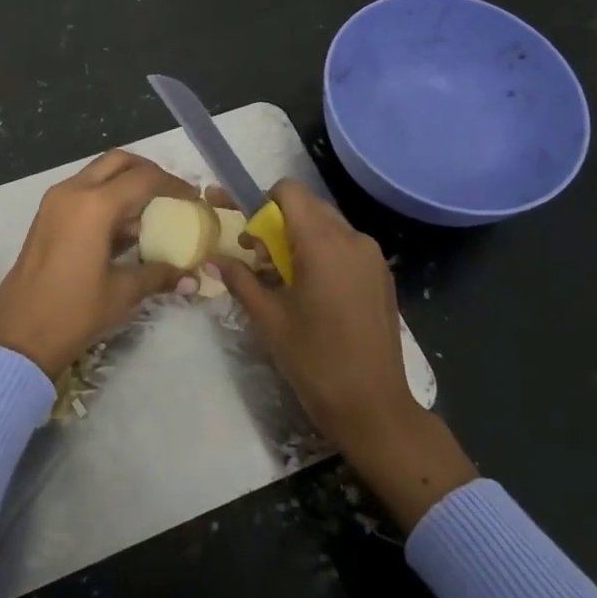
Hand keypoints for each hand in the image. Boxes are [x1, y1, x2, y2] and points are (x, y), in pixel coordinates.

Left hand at [0, 150, 198, 379]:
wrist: (17, 337)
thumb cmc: (73, 313)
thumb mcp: (122, 293)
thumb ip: (159, 275)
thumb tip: (191, 277)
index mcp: (94, 205)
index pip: (144, 178)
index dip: (174, 185)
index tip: (194, 199)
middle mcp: (73, 191)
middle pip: (118, 162)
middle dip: (148, 172)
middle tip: (171, 194)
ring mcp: (55, 201)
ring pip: (98, 174)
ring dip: (126, 185)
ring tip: (152, 214)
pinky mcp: (46, 215)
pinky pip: (83, 191)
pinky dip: (106, 198)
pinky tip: (124, 230)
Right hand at [218, 180, 475, 528]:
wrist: (373, 406)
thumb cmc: (314, 360)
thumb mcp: (268, 319)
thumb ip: (240, 279)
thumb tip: (214, 259)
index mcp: (322, 243)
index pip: (289, 191)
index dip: (263, 202)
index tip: (250, 235)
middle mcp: (352, 238)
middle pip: (309, 206)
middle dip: (279, 222)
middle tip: (260, 259)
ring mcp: (372, 256)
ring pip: (328, 225)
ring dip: (301, 238)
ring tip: (286, 279)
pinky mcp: (382, 275)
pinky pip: (346, 246)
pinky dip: (324, 253)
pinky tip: (314, 292)